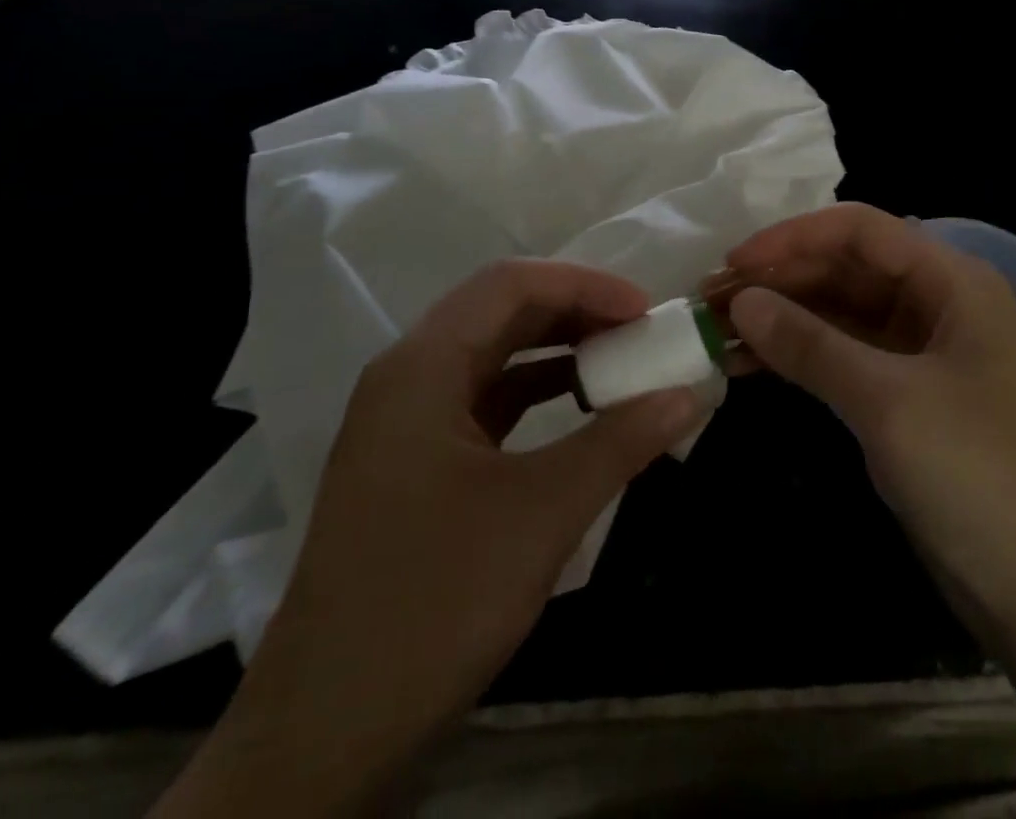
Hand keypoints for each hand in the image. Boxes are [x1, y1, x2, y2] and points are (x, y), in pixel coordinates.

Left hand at [153, 260, 707, 817]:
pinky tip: (578, 409)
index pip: (511, 285)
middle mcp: (406, 375)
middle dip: (574, 312)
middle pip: (499, 311)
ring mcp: (405, 419)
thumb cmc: (434, 602)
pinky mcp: (413, 460)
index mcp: (422, 366)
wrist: (327, 731)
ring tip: (619, 362)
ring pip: (491, 353)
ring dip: (556, 349)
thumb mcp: (542, 514)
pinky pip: (483, 398)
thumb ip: (620, 443)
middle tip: (639, 332)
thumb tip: (688, 395)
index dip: (585, 285)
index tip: (646, 311)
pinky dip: (535, 391)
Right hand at [715, 203, 1015, 621]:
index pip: (859, 231)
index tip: (733, 263)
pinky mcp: (906, 402)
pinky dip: (798, 359)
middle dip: (779, 280)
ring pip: (839, 315)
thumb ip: (810, 344)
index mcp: (951, 282)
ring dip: (782, 319)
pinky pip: (843, 360)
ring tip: (716, 332)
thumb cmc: (982, 477)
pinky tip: (748, 366)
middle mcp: (937, 306)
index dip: (792, 237)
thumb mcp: (889, 402)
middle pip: (845, 269)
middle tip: (710, 300)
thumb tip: (740, 301)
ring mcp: (920, 356)